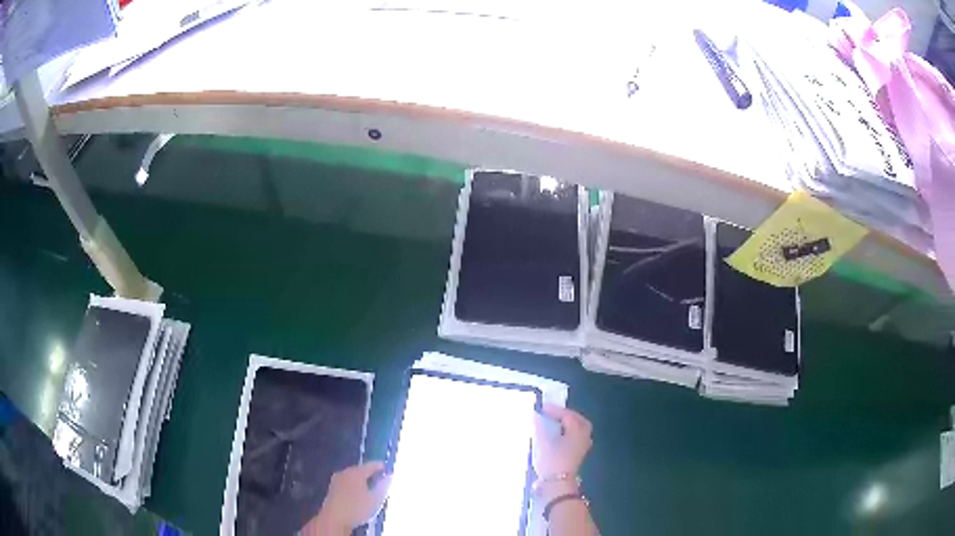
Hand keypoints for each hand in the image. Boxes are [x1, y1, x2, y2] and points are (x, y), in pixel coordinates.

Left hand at [305, 461, 391, 535]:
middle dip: (370, 473)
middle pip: (360, 470)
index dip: (380, 466)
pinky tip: (358, 493)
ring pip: (352, 476)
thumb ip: (383, 486)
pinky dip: (354, 485)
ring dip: (361, 480)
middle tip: (380, 478)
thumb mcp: (375, 499)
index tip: (388, 468)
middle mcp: (345, 472)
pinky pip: (347, 482)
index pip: (370, 465)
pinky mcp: (332, 488)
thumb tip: (390, 476)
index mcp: (356, 472)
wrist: (334, 518)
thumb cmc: (356, 508)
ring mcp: (337, 480)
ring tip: (371, 486)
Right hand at [533, 404, 592, 479]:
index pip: (568, 415)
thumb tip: (535, 415)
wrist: (557, 484)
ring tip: (553, 424)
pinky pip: (576, 438)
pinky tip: (556, 437)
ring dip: (568, 424)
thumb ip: (539, 427)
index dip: (554, 410)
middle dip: (567, 415)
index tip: (541, 408)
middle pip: (579, 421)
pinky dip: (568, 433)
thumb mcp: (542, 442)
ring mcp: (582, 447)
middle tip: (553, 414)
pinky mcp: (577, 456)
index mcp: (578, 431)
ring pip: (579, 430)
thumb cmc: (551, 461)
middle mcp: (584, 437)